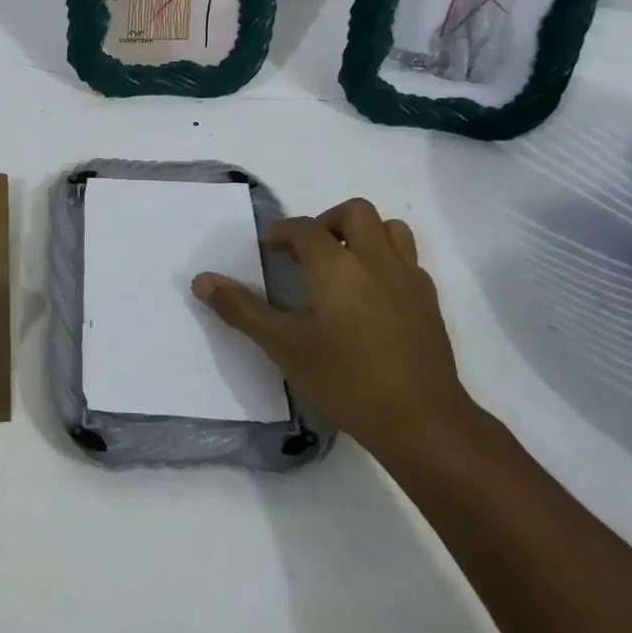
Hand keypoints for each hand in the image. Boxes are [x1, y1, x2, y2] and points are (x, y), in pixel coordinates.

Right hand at [192, 198, 475, 458]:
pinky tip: (372, 296)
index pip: (304, 228)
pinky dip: (386, 262)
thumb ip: (241, 309)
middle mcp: (375, 259)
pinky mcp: (429, 302)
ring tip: (342, 264)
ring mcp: (408, 279)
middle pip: (355, 213)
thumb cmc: (344, 378)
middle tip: (307, 252)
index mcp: (336, 264)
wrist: (421, 420)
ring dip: (363, 234)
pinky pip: (408, 261)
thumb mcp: (282, 345)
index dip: (281, 232)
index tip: (268, 251)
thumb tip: (202, 280)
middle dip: (326, 221)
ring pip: (390, 229)